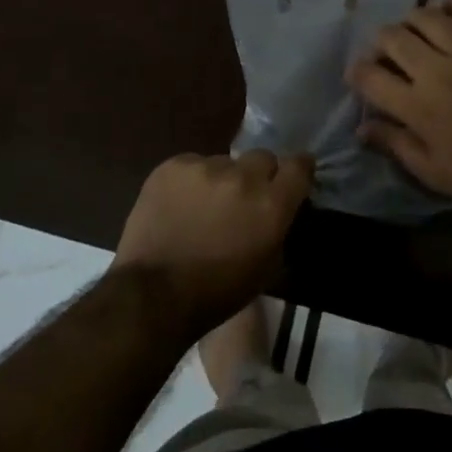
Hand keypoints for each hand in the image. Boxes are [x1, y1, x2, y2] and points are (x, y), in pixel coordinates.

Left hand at [112, 150, 312, 335]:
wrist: (153, 293)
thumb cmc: (217, 293)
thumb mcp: (266, 268)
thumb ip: (279, 227)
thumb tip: (281, 208)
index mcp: (270, 204)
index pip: (298, 166)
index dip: (299, 169)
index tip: (294, 176)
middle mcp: (242, 177)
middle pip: (262, 158)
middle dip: (258, 175)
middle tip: (244, 198)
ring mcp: (205, 167)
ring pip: (224, 162)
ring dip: (222, 180)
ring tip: (204, 206)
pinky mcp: (174, 165)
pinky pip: (193, 165)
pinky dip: (191, 181)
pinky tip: (179, 205)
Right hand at [346, 0, 451, 214]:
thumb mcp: (435, 173)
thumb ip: (395, 145)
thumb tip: (362, 127)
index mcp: (418, 106)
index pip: (370, 77)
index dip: (356, 72)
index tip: (357, 76)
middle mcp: (437, 71)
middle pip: (393, 38)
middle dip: (379, 42)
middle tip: (385, 53)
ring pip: (427, 17)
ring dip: (411, 20)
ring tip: (412, 31)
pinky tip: (448, 11)